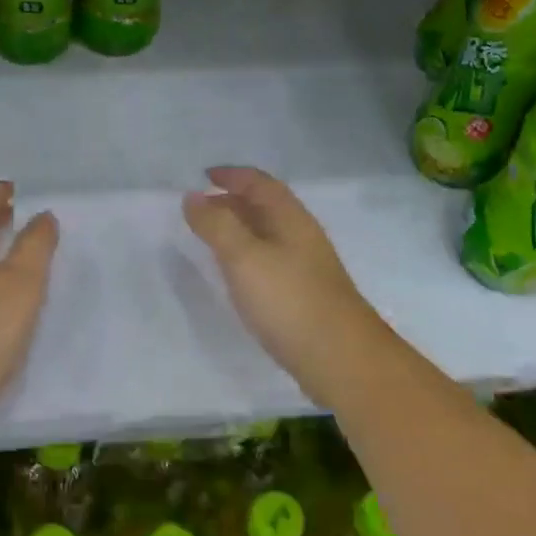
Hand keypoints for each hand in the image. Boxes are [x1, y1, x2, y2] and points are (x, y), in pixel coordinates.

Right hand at [183, 166, 381, 410]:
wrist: (342, 360)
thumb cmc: (289, 300)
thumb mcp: (243, 257)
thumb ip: (216, 225)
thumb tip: (193, 196)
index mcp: (289, 217)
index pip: (258, 182)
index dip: (231, 175)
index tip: (202, 176)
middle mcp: (300, 235)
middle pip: (264, 205)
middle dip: (232, 200)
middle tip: (199, 208)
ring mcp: (306, 266)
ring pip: (267, 234)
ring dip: (239, 228)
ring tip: (210, 238)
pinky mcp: (304, 295)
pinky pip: (270, 260)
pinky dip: (248, 255)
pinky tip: (236, 274)